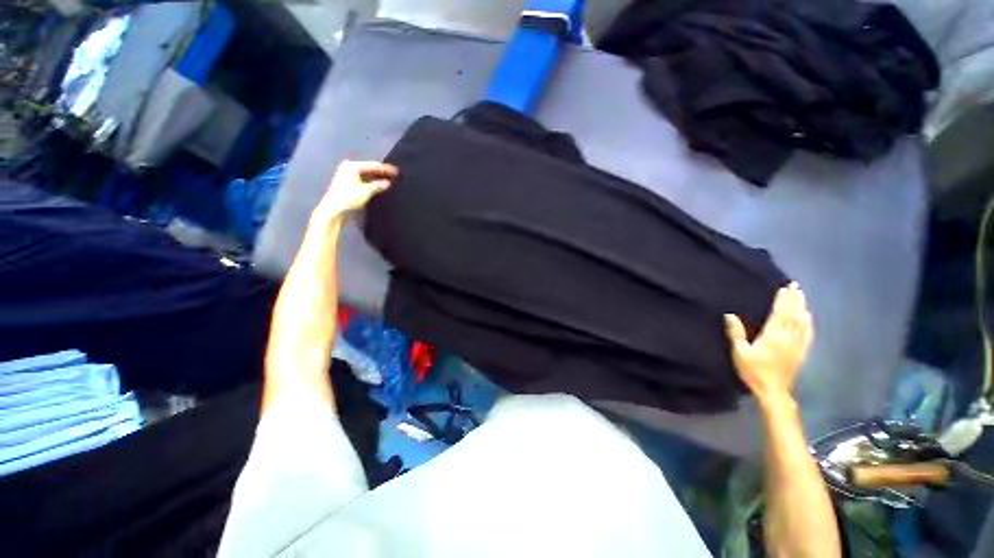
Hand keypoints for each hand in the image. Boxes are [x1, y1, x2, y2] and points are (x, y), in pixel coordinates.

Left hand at [311, 160, 397, 225]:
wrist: (333, 209)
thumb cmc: (349, 198)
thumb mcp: (366, 191)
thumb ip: (378, 185)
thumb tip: (388, 183)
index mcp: (353, 166)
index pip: (373, 165)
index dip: (386, 169)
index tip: (397, 171)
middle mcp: (349, 167)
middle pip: (370, 169)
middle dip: (382, 173)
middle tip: (395, 176)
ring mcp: (347, 174)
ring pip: (367, 174)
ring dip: (377, 178)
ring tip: (389, 180)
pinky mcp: (348, 182)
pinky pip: (363, 179)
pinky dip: (371, 182)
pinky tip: (379, 185)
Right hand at [724, 282, 812, 404]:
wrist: (772, 391)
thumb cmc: (753, 371)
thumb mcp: (739, 352)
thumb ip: (736, 333)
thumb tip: (729, 315)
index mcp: (772, 336)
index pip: (779, 314)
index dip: (782, 301)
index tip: (784, 288)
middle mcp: (787, 338)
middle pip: (792, 315)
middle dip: (794, 300)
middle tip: (795, 286)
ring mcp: (796, 345)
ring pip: (801, 322)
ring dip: (801, 307)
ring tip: (801, 296)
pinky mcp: (801, 352)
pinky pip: (807, 334)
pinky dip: (808, 322)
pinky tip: (808, 317)